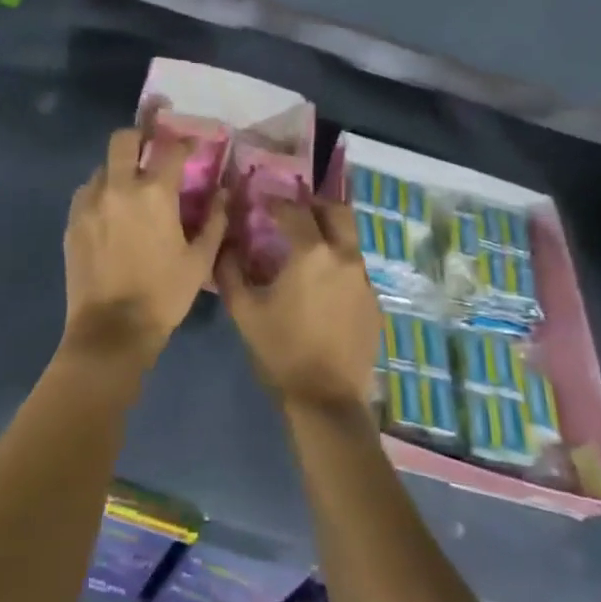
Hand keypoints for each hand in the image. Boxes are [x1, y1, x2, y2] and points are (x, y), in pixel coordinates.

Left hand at [62, 124, 226, 363]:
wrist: (112, 330)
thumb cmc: (164, 295)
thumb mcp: (200, 261)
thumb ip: (215, 221)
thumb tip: (223, 193)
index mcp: (155, 194)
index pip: (171, 150)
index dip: (185, 143)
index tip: (192, 146)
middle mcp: (119, 187)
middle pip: (123, 139)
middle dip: (139, 136)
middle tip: (150, 147)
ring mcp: (90, 203)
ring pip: (102, 168)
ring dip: (118, 170)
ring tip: (129, 190)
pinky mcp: (72, 221)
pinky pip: (86, 193)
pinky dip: (100, 194)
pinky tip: (110, 213)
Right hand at [219, 198, 381, 415]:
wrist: (326, 400)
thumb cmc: (281, 350)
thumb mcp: (244, 310)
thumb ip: (230, 269)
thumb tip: (226, 244)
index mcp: (312, 253)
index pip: (294, 210)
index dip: (275, 202)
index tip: (261, 203)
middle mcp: (344, 257)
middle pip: (336, 211)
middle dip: (313, 206)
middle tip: (293, 214)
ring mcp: (364, 279)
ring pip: (349, 239)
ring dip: (329, 234)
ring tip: (307, 249)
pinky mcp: (374, 302)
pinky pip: (355, 269)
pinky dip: (338, 265)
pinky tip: (322, 286)